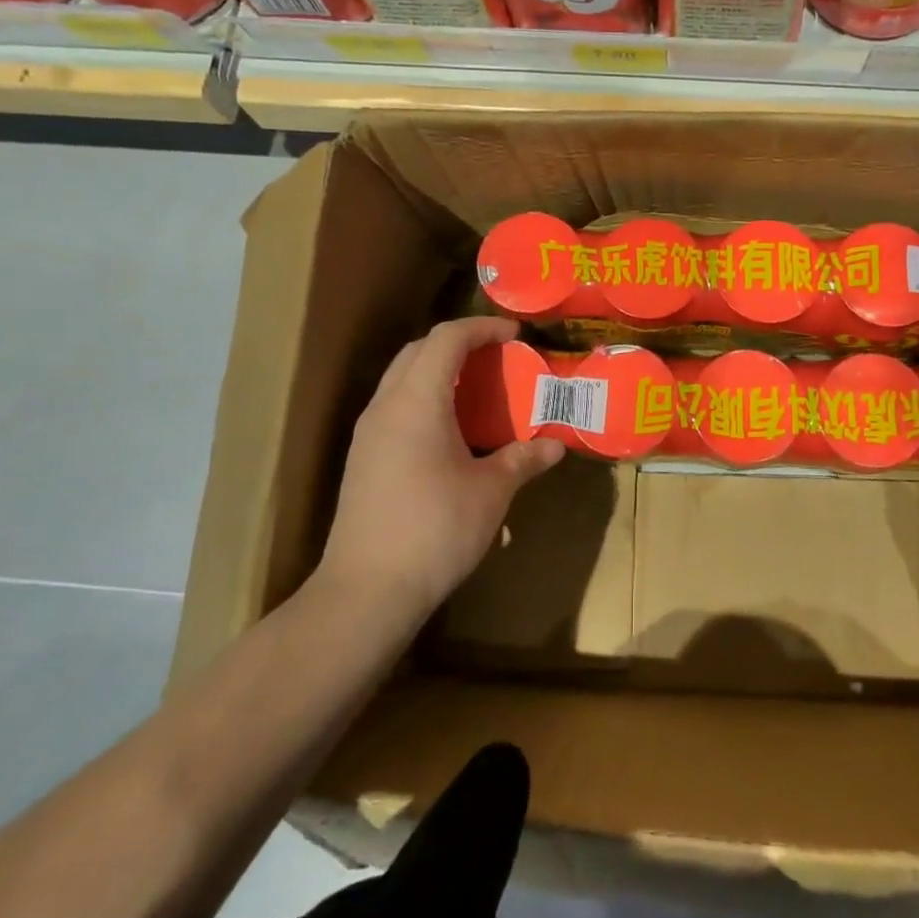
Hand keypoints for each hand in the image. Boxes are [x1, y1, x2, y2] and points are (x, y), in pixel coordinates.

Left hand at [319, 318, 563, 620]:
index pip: (446, 338)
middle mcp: (386, 406)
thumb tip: (556, 447)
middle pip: (418, 351)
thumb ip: (523, 460)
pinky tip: (450, 431)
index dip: (482, 327)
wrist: (367, 590)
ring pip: (402, 379)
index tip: (515, 334)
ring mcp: (367, 433)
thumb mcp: (491, 492)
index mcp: (417, 401)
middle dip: (459, 343)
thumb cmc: (435, 530)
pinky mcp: (362, 459)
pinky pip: (395, 407)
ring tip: (478, 390)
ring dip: (439, 371)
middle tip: (497, 357)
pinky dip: (425, 399)